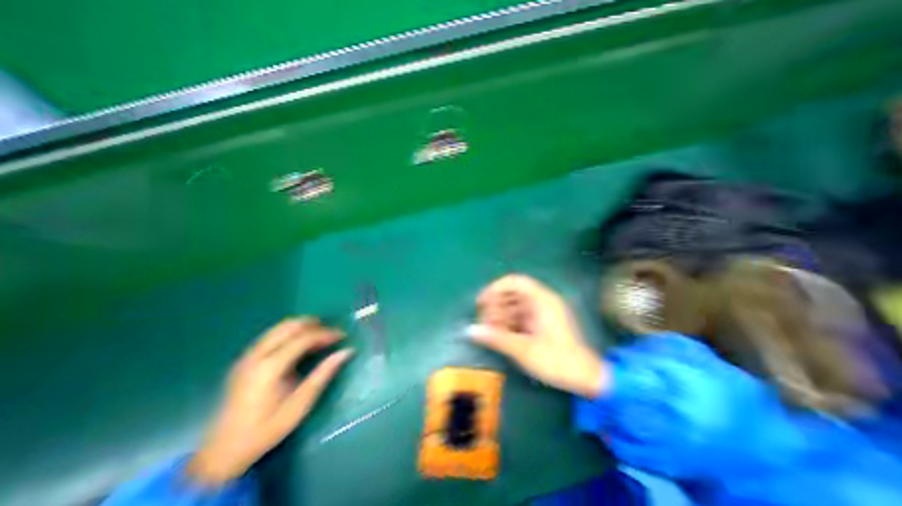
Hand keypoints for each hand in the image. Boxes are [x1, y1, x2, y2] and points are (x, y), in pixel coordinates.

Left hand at [185, 318, 351, 484]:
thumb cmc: (266, 429)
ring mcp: (247, 356)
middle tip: (331, 333)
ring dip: (302, 326)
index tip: (342, 335)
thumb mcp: (300, 405)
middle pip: (289, 326)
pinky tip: (299, 344)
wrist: (221, 453)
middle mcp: (256, 356)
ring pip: (279, 327)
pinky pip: (271, 335)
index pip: (303, 338)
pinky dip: (289, 332)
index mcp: (270, 367)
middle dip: (314, 324)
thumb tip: (347, 351)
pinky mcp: (244, 360)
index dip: (326, 333)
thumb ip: (323, 374)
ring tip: (319, 335)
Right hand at [469, 276, 608, 398]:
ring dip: (500, 315)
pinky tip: (501, 335)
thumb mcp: (524, 350)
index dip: (495, 288)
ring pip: (514, 305)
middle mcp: (542, 301)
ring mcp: (542, 312)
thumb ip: (496, 338)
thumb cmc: (557, 361)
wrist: (586, 379)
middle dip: (495, 305)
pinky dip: (508, 323)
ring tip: (490, 331)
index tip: (481, 302)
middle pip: (512, 293)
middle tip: (484, 321)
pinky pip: (520, 316)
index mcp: (541, 300)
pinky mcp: (541, 323)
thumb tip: (470, 330)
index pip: (514, 281)